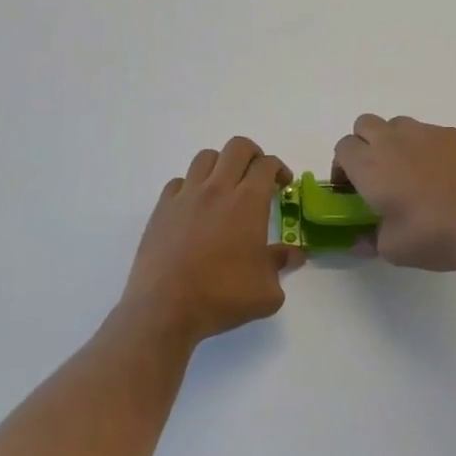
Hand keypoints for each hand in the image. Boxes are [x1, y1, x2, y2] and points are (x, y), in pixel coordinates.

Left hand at [119, 137, 304, 344]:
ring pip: (206, 157)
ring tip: (225, 186)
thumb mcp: (266, 291)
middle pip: (237, 147)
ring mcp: (186, 196)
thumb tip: (294, 254)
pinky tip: (195, 207)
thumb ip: (281, 264)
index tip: (283, 185)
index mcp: (247, 202)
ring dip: (221, 164)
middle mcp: (217, 189)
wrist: (166, 308)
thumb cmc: (222, 297)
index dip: (279, 169)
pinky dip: (191, 186)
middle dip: (253, 155)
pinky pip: (179, 181)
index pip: (267, 165)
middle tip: (258, 176)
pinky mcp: (162, 208)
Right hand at [333, 115, 455, 273]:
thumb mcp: (392, 249)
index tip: (350, 188)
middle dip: (364, 144)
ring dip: (395, 142)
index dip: (342, 166)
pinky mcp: (455, 135)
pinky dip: (427, 147)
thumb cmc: (433, 235)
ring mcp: (426, 133)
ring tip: (410, 171)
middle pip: (364, 125)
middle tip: (376, 174)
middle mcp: (393, 140)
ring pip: (398, 125)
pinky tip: (442, 174)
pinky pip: (430, 133)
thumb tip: (359, 240)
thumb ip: (370, 240)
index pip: (343, 148)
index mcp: (370, 164)